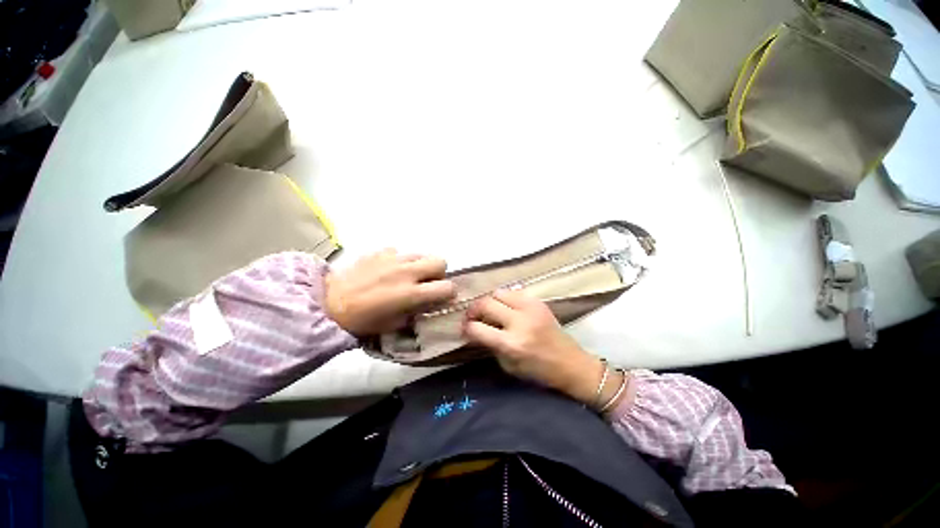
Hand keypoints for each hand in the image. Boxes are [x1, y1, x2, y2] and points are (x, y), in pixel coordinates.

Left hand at [325, 249, 455, 336]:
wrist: (328, 304)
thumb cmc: (362, 321)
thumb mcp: (393, 325)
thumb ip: (415, 313)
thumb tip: (426, 304)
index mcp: (412, 293)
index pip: (447, 287)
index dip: (449, 293)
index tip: (442, 297)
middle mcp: (407, 272)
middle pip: (440, 261)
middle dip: (439, 273)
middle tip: (427, 282)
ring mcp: (393, 259)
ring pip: (421, 254)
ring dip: (419, 265)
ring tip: (406, 275)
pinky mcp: (379, 252)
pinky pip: (398, 251)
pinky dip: (398, 260)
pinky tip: (386, 270)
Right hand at [463, 289, 613, 406]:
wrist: (571, 363)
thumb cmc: (538, 371)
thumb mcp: (508, 365)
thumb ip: (490, 345)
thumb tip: (476, 329)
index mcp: (511, 344)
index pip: (477, 329)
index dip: (466, 328)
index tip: (465, 329)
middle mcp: (519, 322)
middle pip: (485, 304)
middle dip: (473, 310)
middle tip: (473, 317)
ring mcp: (530, 308)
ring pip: (498, 292)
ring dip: (490, 301)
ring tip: (492, 311)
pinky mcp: (538, 302)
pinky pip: (513, 291)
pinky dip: (505, 298)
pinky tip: (507, 307)